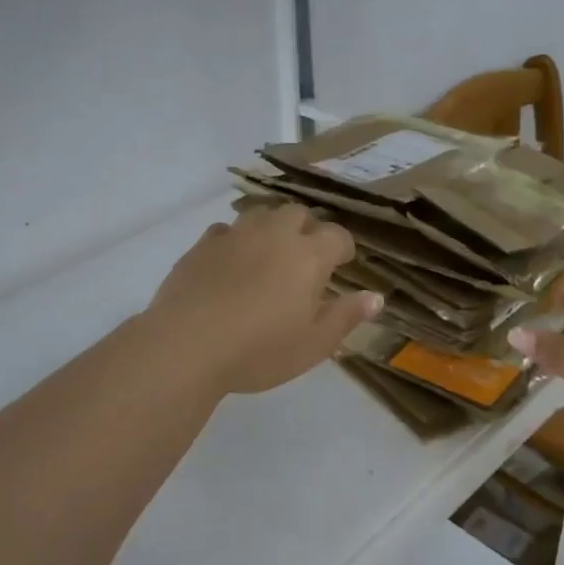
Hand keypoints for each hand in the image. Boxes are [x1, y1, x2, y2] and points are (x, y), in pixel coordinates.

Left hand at [146, 204, 381, 395]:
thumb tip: (376, 297)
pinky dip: (235, 240)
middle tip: (305, 258)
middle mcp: (273, 235)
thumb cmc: (259, 351)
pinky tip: (230, 262)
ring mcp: (234, 235)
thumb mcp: (314, 344)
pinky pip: (225, 230)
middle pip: (297, 214)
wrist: (187, 345)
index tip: (342, 264)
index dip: (343, 248)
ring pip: (260, 214)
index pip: (336, 235)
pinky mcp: (201, 245)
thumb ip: (346, 317)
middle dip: (307, 230)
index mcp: (308, 256)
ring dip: (271, 228)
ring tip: (269, 254)